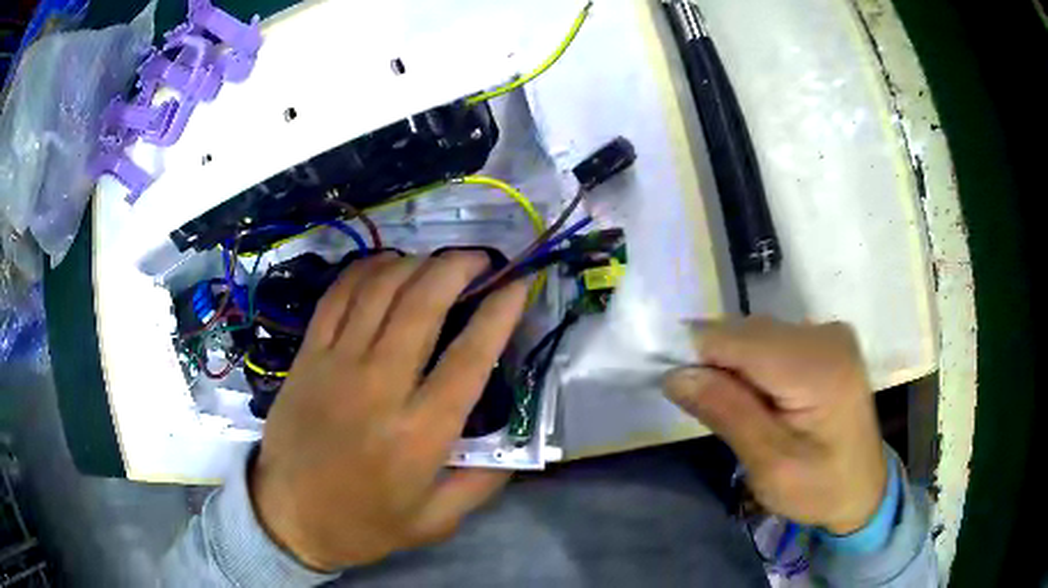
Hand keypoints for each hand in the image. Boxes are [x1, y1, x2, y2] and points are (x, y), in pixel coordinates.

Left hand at [250, 252, 527, 570]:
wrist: (289, 517)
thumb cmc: (365, 524)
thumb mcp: (437, 521)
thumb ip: (484, 482)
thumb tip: (516, 440)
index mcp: (420, 434)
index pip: (470, 358)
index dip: (500, 313)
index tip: (518, 286)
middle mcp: (379, 388)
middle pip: (422, 305)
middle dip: (458, 268)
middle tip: (481, 259)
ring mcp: (336, 365)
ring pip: (380, 290)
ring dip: (416, 263)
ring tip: (439, 260)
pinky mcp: (308, 356)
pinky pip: (338, 297)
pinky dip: (366, 270)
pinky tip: (387, 264)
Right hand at [663, 318, 887, 534]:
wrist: (862, 488)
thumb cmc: (819, 488)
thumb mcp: (770, 465)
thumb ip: (727, 414)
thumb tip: (675, 374)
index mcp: (819, 368)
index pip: (739, 340)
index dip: (696, 354)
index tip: (671, 383)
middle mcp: (826, 335)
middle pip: (746, 332)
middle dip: (714, 363)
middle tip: (705, 410)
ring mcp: (829, 333)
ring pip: (755, 333)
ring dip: (732, 365)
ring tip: (734, 408)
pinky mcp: (826, 340)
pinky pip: (771, 339)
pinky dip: (751, 364)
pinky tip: (757, 396)